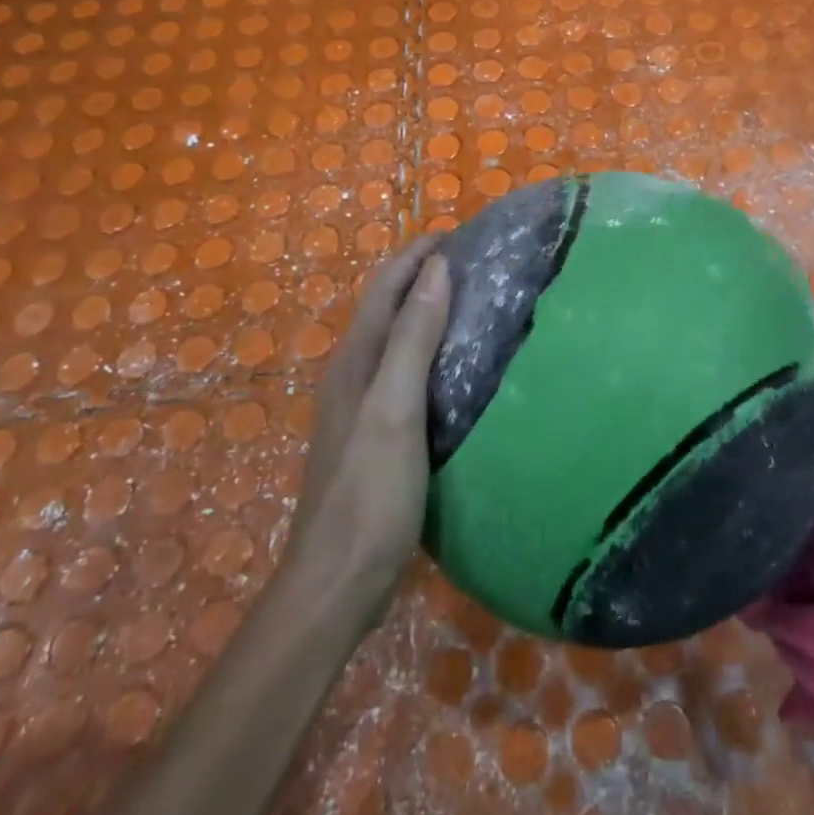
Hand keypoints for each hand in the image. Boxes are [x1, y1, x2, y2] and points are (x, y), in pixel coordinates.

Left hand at [290, 238, 451, 597]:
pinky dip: (432, 351)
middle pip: (388, 307)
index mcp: (354, 361)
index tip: (460, 233)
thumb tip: (435, 270)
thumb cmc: (369, 493)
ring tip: (476, 301)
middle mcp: (353, 375)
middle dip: (423, 275)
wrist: (336, 582)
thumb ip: (412, 339)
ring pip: (397, 339)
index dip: (416, 254)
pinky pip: (407, 372)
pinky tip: (461, 366)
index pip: (384, 287)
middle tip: (477, 262)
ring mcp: (363, 407)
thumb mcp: (395, 410)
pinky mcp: (378, 434)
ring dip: (428, 311)